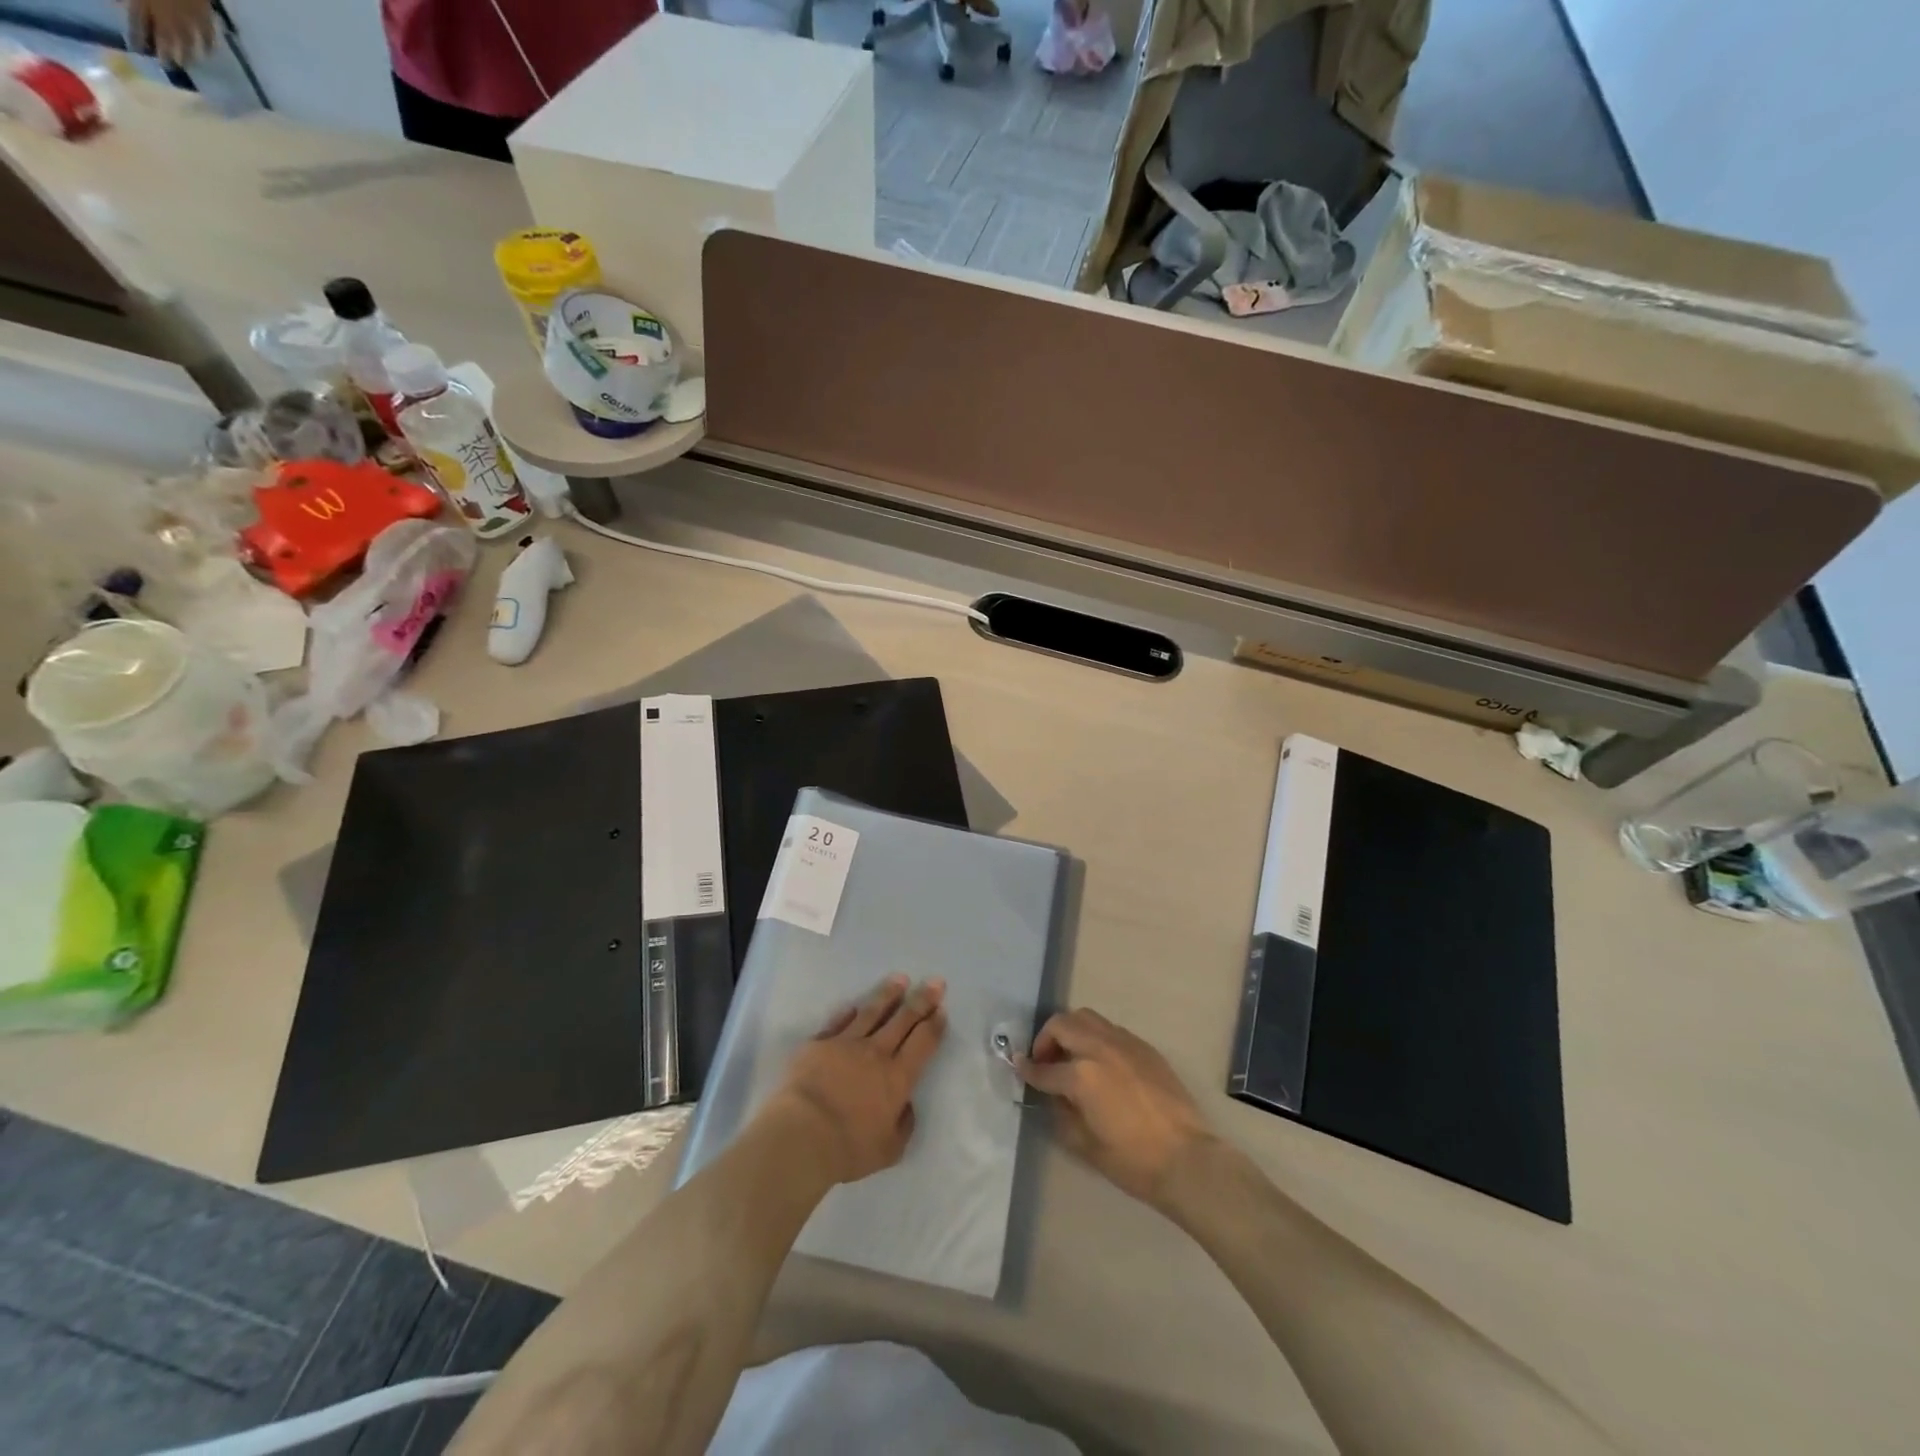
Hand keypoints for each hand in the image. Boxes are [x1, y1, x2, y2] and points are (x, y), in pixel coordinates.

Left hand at [123, 0, 216, 65]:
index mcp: (145, 3)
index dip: (136, 37)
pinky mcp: (205, 16)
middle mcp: (169, 16)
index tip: (135, 49)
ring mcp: (190, 18)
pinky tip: (207, 52)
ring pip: (189, 42)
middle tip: (168, 66)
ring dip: (188, 54)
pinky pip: (208, 35)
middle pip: (167, 39)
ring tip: (188, 64)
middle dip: (166, 53)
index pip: (138, 24)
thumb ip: (129, 0)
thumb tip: (116, 4)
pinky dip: (207, 45)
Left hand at [766, 975, 946, 1186]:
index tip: (942, 1009)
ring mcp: (845, 1044)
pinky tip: (853, 1005)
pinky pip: (838, 1022)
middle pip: (904, 1020)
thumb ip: (903, 1125)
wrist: (801, 1135)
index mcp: (897, 1078)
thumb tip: (905, 1106)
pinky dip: (847, 1013)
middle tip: (935, 982)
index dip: (934, 1025)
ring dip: (888, 994)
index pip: (923, 1043)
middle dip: (922, 999)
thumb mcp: (889, 1150)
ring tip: (900, 979)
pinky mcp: (818, 1043)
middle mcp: (876, 1053)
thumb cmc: (848, 1148)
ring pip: (872, 1012)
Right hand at [1018, 1008, 1213, 1208]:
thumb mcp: (1085, 1145)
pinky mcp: (1145, 1048)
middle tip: (1046, 1061)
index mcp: (1082, 1075)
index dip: (1028, 1070)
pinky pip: (1111, 1030)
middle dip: (1046, 1039)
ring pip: (1087, 1018)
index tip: (1019, 1067)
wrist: (1187, 1160)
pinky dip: (1096, 1038)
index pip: (1045, 1068)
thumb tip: (1054, 1094)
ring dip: (1071, 1032)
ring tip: (1072, 1056)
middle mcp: (1100, 1048)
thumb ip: (1062, 1112)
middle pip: (1062, 1025)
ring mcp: (1125, 1043)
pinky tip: (1101, 1063)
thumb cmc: (1133, 1161)